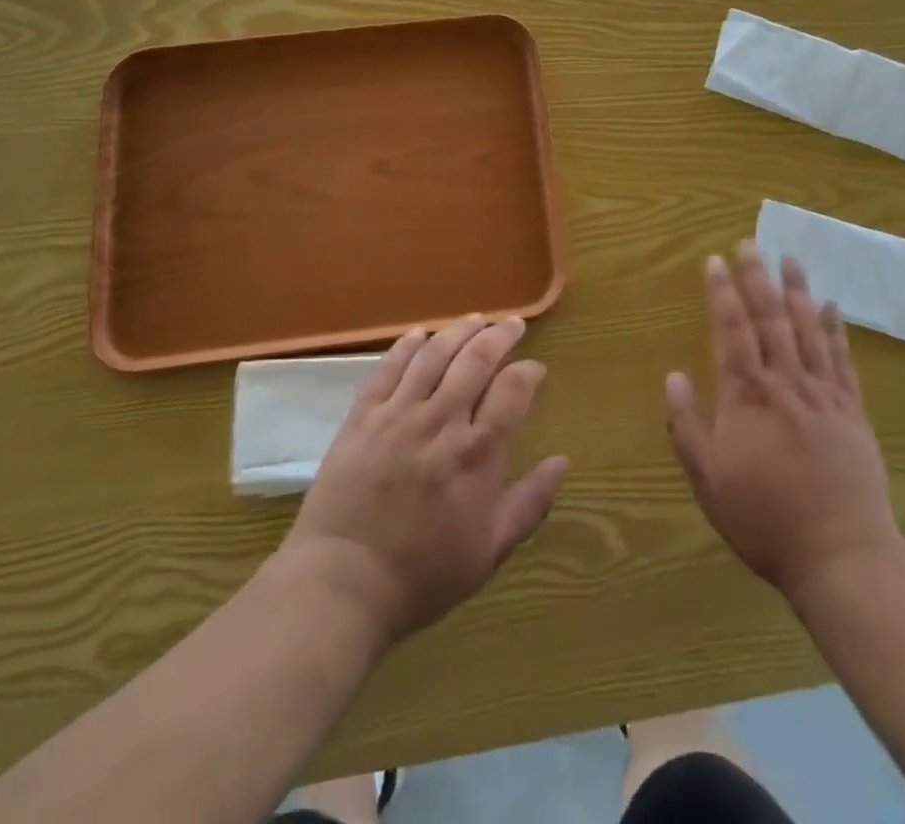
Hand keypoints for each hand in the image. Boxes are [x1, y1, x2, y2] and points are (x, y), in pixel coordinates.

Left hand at [283, 315, 568, 646]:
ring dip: (458, 331)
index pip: (512, 390)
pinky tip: (419, 334)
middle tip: (513, 324)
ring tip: (475, 320)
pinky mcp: (362, 417)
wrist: (341, 584)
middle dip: (499, 336)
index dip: (528, 371)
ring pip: (434, 355)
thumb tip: (562, 462)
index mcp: (476, 453)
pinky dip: (406, 346)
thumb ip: (530, 503)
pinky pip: (388, 369)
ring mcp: (398, 414)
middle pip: (475, 360)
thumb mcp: (489, 551)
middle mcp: (441, 421)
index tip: (535, 369)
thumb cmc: (422, 575)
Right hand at [666, 244, 901, 601]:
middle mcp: (785, 383)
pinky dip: (835, 330)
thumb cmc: (764, 518)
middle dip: (757, 278)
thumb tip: (672, 376)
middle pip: (770, 319)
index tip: (714, 260)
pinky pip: (842, 360)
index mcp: (747, 396)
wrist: (841, 554)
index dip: (721, 293)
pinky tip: (832, 306)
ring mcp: (823, 394)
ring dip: (797, 291)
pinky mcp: (852, 411)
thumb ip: (687, 424)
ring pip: (808, 330)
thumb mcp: (708, 480)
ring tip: (790, 258)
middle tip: (751, 242)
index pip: (731, 331)